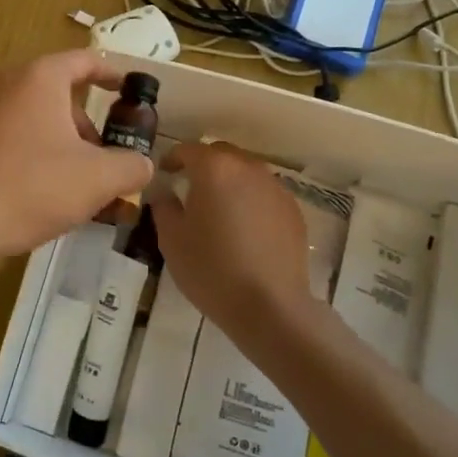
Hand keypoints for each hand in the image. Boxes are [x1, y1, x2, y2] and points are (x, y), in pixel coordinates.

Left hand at [0, 51, 154, 259]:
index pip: (85, 61)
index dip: (111, 74)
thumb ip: (131, 166)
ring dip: (58, 141)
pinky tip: (35, 188)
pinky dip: (29, 149)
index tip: (128, 90)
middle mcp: (5, 80)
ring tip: (71, 183)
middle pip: (58, 93)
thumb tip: (141, 164)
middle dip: (85, 125)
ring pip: (32, 115)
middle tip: (101, 161)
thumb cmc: (31, 187)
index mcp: (39, 77)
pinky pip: (7, 132)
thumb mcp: (97, 179)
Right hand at [150, 142, 312, 343]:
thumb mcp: (172, 240)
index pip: (187, 150)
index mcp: (214, 168)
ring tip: (219, 209)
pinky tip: (245, 229)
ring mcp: (275, 187)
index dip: (172, 159)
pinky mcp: (293, 210)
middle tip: (190, 189)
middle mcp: (248, 168)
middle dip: (203, 166)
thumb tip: (165, 193)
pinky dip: (251, 200)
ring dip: (229, 182)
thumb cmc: (211, 269)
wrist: (270, 306)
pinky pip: (265, 194)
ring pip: (245, 172)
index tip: (164, 174)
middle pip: (220, 155)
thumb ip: (164, 207)